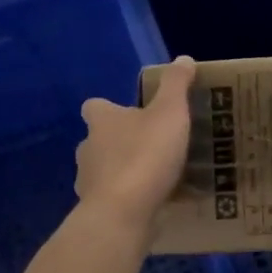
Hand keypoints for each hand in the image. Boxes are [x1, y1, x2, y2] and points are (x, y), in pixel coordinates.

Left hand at [75, 56, 195, 233]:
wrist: (123, 214)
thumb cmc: (145, 155)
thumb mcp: (170, 113)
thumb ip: (176, 85)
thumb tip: (183, 59)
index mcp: (102, 121)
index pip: (96, 107)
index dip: (111, 108)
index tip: (132, 112)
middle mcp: (88, 149)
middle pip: (101, 140)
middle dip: (122, 142)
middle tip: (155, 145)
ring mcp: (89, 183)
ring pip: (107, 171)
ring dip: (128, 172)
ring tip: (160, 177)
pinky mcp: (99, 211)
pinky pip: (118, 199)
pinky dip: (133, 199)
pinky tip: (159, 203)